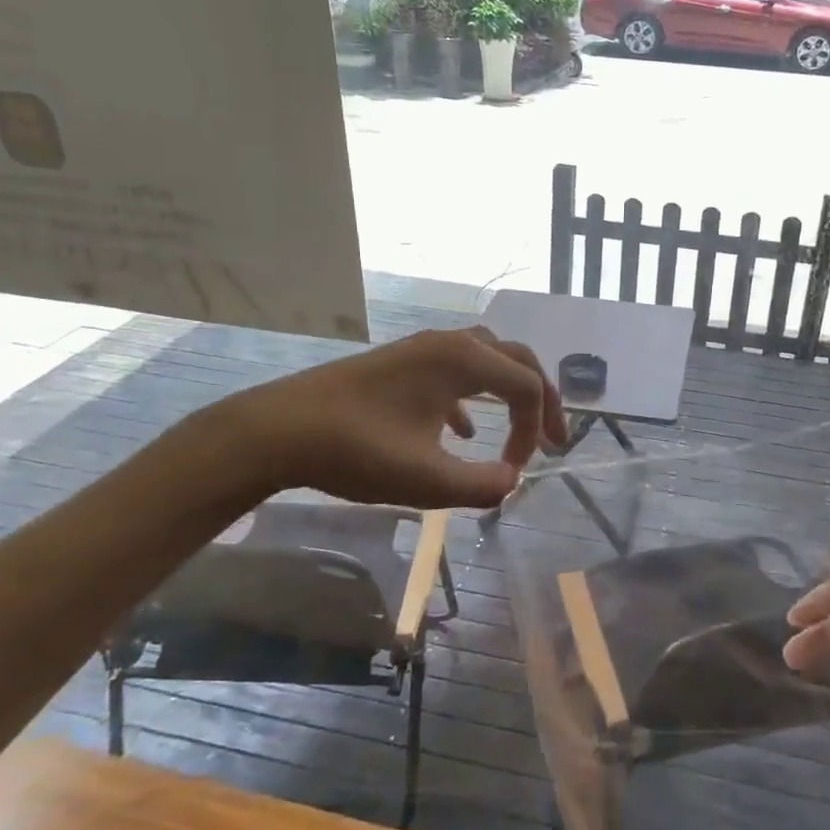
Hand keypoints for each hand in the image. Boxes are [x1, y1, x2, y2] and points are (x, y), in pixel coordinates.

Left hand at [228, 327, 565, 509]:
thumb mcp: (427, 481)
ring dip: (507, 392)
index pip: (526, 385)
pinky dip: (472, 397)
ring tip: (516, 429)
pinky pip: (453, 370)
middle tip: (551, 438)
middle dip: (539, 399)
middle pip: (515, 360)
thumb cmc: (356, 451)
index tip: (520, 470)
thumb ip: (481, 486)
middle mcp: (447, 343)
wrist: (278, 431)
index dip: (535, 428)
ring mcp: (420, 350)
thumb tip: (511, 482)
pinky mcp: (399, 364)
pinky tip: (463, 430)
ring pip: (484, 360)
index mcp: (462, 360)